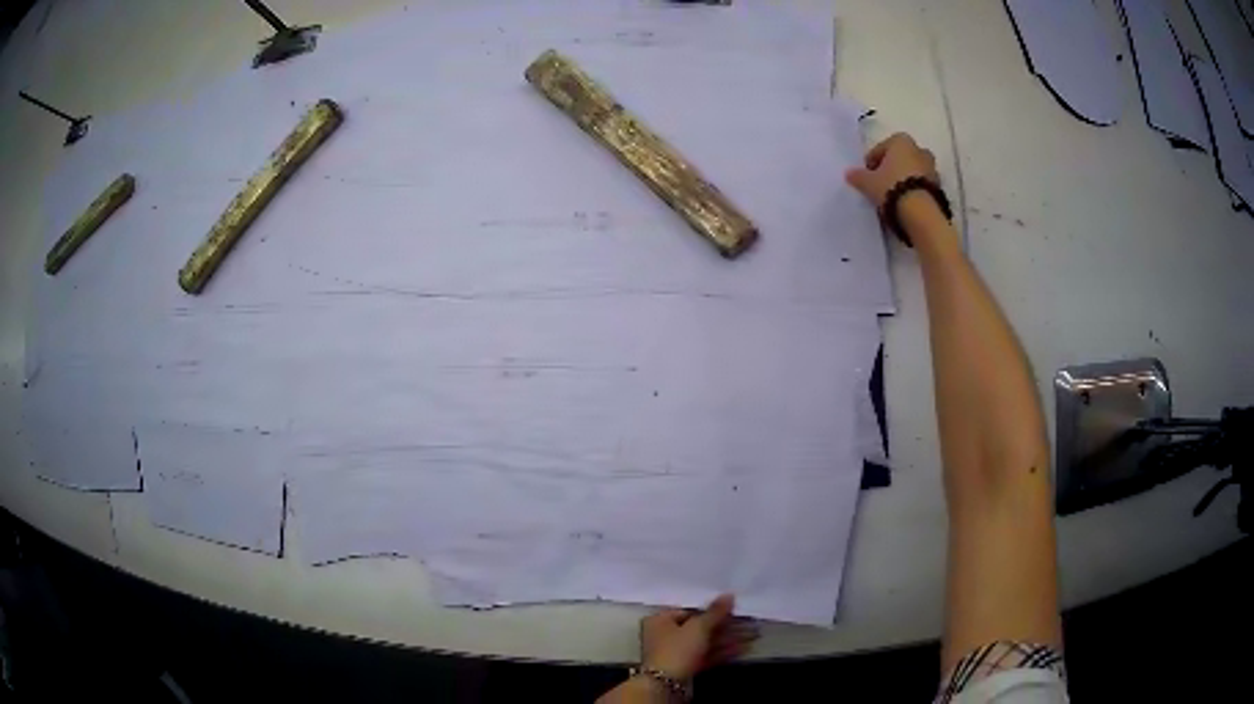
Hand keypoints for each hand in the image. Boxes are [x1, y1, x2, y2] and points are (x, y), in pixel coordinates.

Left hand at [638, 594, 758, 681]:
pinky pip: (707, 656)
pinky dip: (724, 652)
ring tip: (753, 635)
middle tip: (750, 623)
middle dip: (726, 626)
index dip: (713, 609)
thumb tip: (729, 595)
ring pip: (706, 643)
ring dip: (729, 639)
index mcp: (661, 620)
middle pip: (700, 627)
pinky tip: (743, 649)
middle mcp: (666, 635)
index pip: (690, 610)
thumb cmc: (677, 649)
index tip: (735, 608)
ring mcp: (677, 653)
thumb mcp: (698, 627)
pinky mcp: (686, 667)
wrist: (666, 685)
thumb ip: (715, 612)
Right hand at [845, 132, 939, 211]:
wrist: (920, 212)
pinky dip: (915, 189)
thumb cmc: (892, 187)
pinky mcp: (939, 186)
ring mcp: (932, 168)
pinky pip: (923, 184)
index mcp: (901, 141)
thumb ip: (858, 176)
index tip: (867, 175)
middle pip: (901, 157)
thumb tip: (849, 173)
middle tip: (882, 183)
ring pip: (913, 170)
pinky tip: (907, 202)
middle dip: (893, 167)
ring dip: (905, 178)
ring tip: (894, 195)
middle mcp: (919, 149)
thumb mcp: (868, 182)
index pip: (882, 148)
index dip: (872, 161)